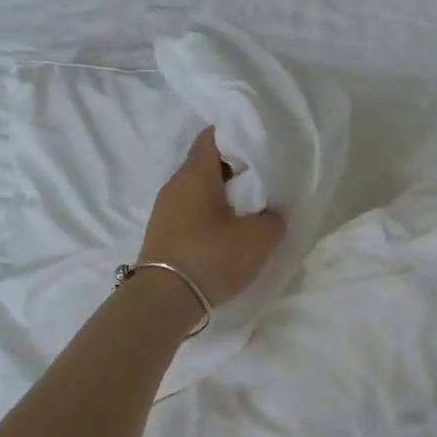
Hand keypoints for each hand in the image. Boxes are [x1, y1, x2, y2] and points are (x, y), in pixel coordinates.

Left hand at [138, 129, 285, 309]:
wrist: (162, 301)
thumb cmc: (211, 257)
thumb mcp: (258, 238)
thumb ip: (273, 217)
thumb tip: (270, 212)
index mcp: (196, 173)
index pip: (214, 135)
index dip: (239, 135)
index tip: (262, 148)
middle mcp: (175, 183)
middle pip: (208, 161)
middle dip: (236, 167)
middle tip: (264, 181)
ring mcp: (165, 208)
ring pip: (199, 187)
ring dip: (223, 193)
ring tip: (250, 208)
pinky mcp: (163, 231)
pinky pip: (191, 208)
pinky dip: (210, 212)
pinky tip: (228, 230)